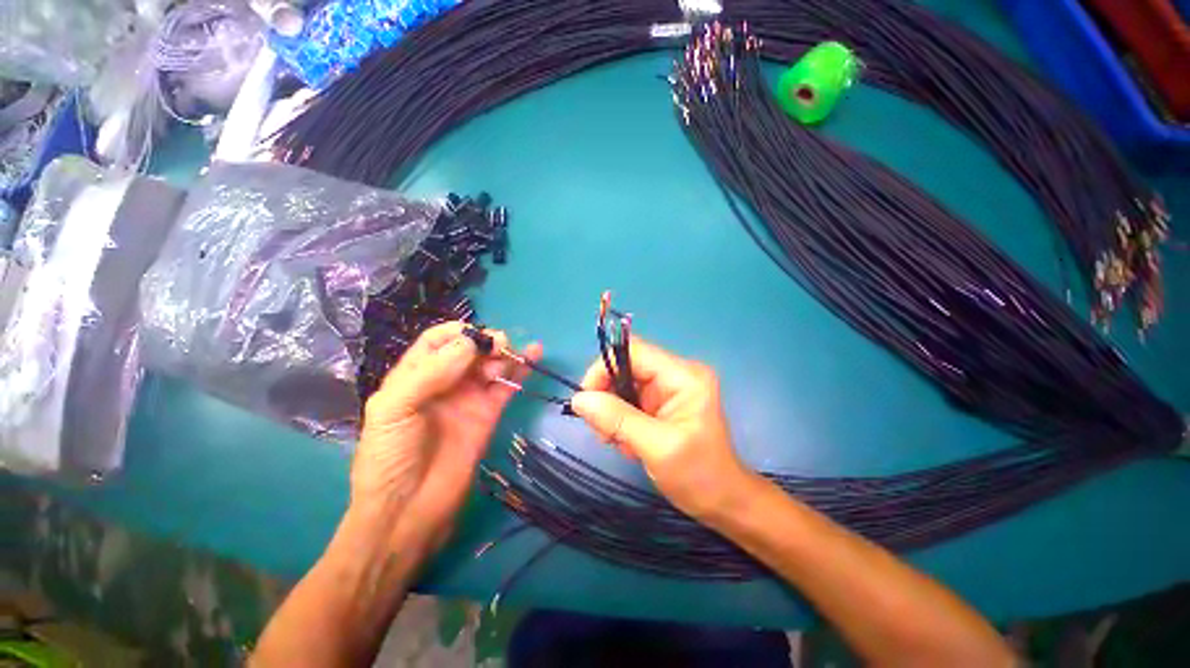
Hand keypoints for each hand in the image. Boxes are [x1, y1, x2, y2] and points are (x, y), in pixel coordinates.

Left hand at [354, 321, 541, 552]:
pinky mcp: (488, 413)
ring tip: (514, 355)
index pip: (438, 341)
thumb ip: (429, 373)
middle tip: (501, 347)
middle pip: (469, 349)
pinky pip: (506, 386)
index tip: (477, 335)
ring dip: (504, 354)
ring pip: (490, 364)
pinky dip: (520, 370)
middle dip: (486, 342)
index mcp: (414, 376)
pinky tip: (534, 355)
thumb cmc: (390, 459)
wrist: (408, 512)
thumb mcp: (393, 410)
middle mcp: (443, 382)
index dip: (458, 332)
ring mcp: (468, 398)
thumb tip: (469, 343)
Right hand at [570, 338, 750, 519]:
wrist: (723, 502)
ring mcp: (667, 388)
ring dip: (612, 413)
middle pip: (625, 367)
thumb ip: (617, 419)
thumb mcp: (657, 447)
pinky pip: (627, 401)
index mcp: (683, 375)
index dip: (604, 368)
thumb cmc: (699, 475)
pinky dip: (619, 421)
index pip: (634, 351)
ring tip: (617, 441)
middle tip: (602, 431)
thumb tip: (579, 399)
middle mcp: (675, 374)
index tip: (587, 400)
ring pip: (622, 385)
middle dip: (607, 396)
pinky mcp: (660, 403)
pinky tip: (628, 443)